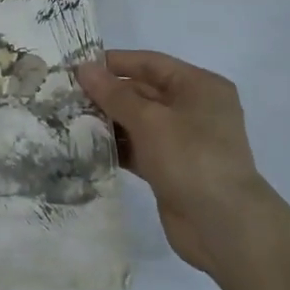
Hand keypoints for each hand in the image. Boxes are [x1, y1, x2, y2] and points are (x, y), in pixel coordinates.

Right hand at [76, 49, 268, 275]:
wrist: (223, 226)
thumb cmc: (190, 158)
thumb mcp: (150, 120)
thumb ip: (114, 94)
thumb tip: (83, 68)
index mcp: (199, 86)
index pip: (150, 63)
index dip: (113, 63)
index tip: (76, 67)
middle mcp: (193, 109)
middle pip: (143, 91)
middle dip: (106, 93)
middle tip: (66, 95)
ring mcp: (183, 140)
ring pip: (138, 121)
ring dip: (107, 120)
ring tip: (69, 119)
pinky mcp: (171, 168)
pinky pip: (138, 148)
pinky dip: (116, 146)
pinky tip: (86, 146)